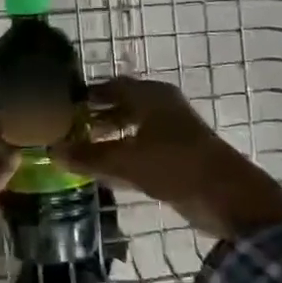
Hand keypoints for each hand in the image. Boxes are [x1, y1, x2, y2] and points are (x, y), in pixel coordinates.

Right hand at [51, 77, 281, 241]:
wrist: (228, 197)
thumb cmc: (175, 165)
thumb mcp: (126, 161)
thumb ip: (89, 157)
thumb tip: (52, 152)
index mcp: (151, 96)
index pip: (112, 85)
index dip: (88, 94)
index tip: (63, 105)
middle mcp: (163, 106)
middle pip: (123, 105)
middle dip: (97, 116)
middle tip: (69, 128)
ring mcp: (174, 131)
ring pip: (134, 127)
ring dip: (111, 136)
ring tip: (82, 149)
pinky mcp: (180, 155)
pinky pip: (144, 147)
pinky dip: (125, 153)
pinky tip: (106, 169)